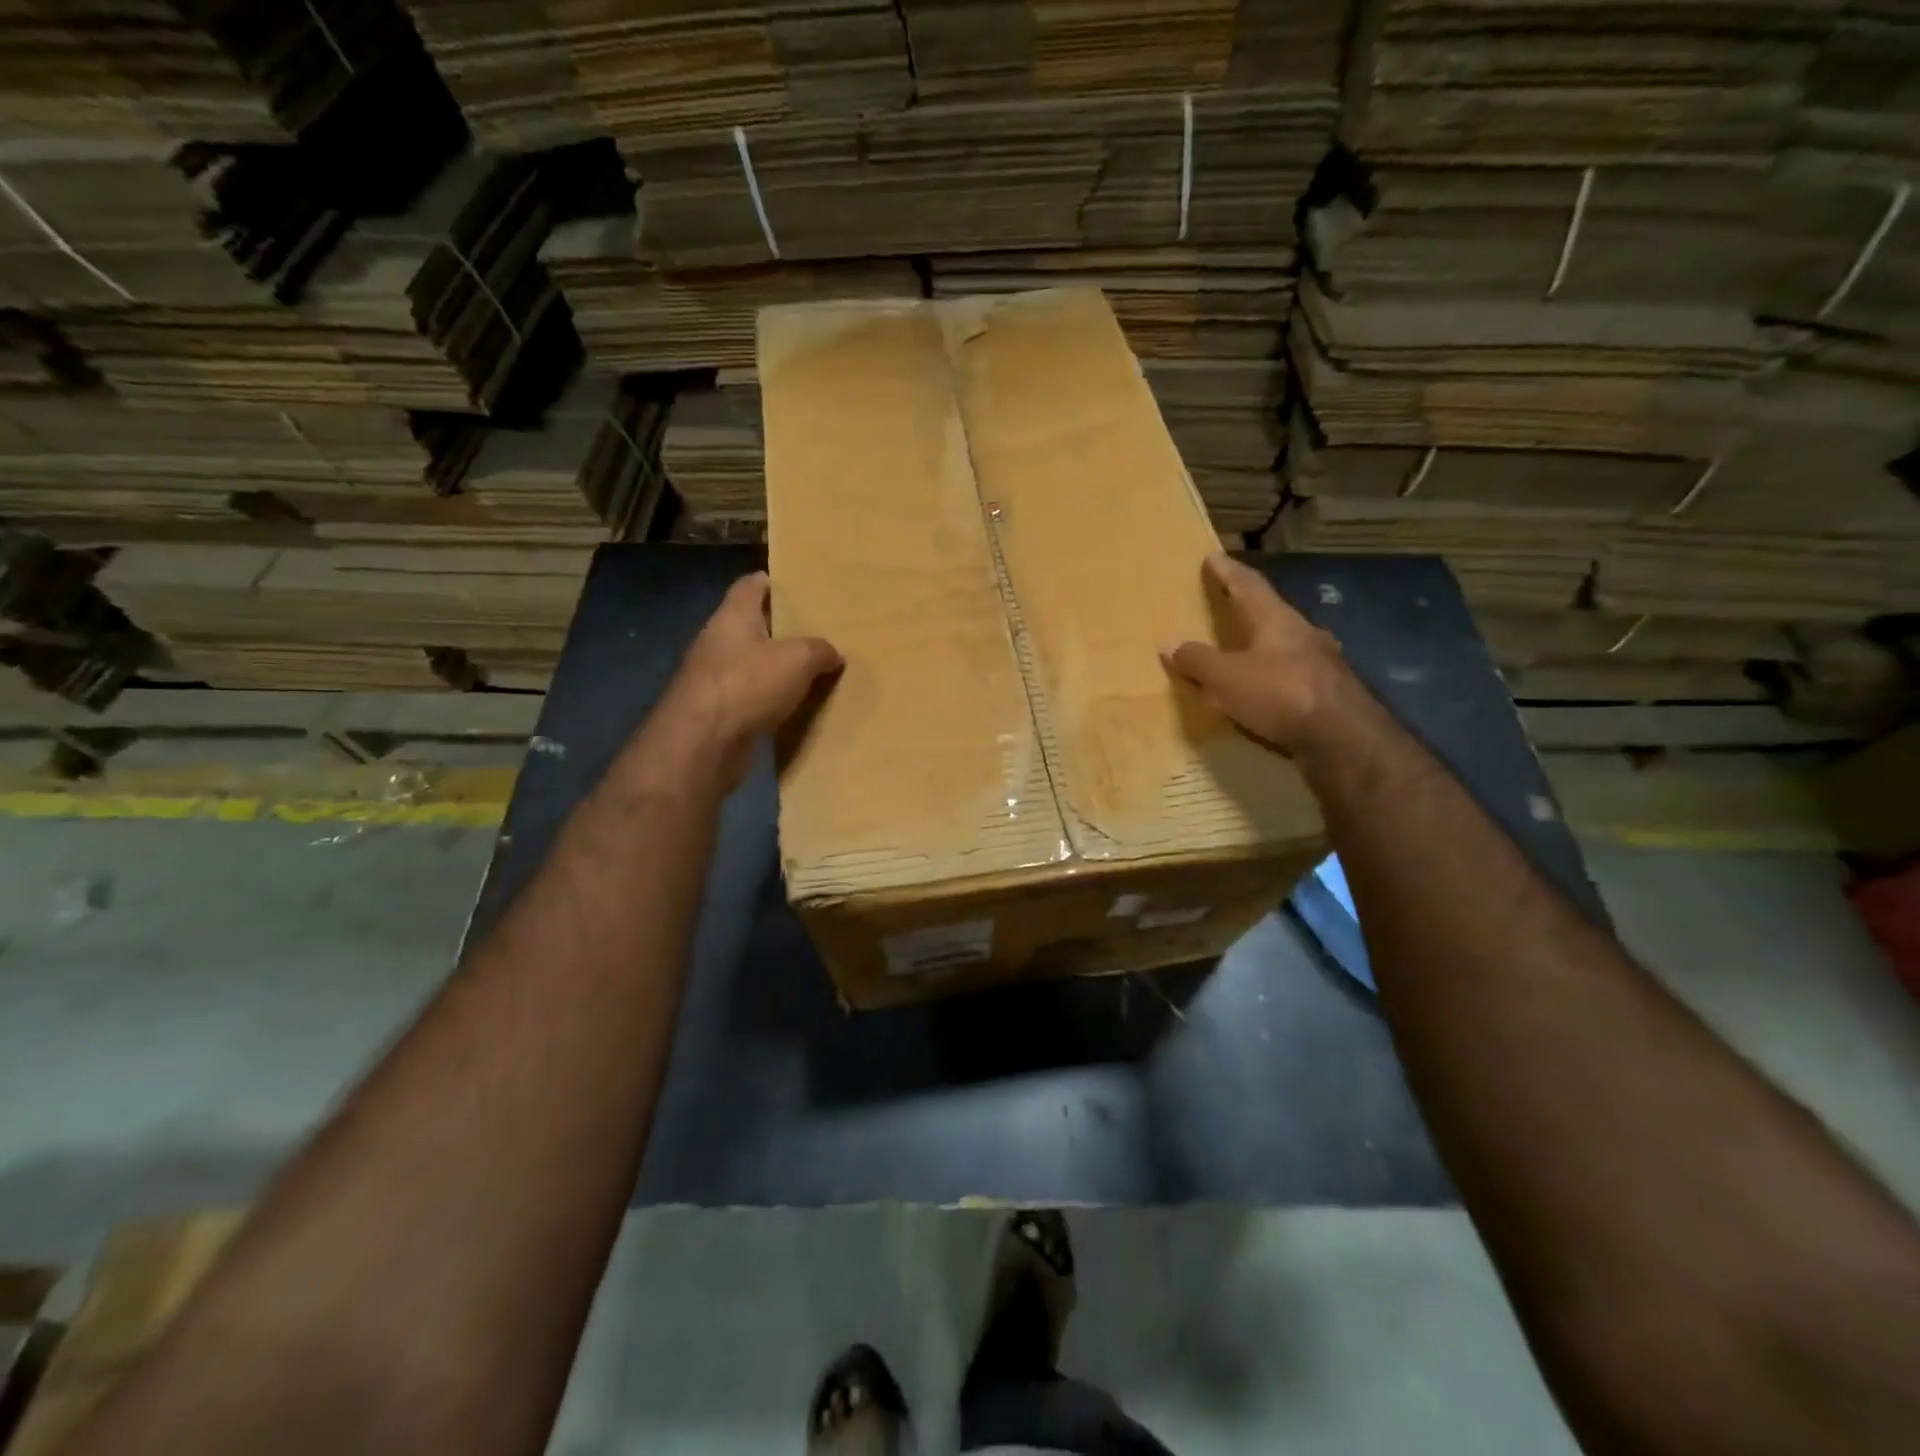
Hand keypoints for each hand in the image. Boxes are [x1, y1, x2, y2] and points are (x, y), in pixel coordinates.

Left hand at [641, 572, 841, 788]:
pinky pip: (750, 697)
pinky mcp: (716, 711)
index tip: (800, 589)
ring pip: (752, 664)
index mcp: (733, 615)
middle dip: (782, 629)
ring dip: (776, 668)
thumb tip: (834, 654)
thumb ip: (820, 650)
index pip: (751, 585)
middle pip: (752, 625)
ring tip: (813, 672)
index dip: (774, 582)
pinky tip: (794, 707)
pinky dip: (770, 700)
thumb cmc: (748, 684)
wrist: (702, 744)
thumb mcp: (798, 659)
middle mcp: (718, 641)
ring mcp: (713, 678)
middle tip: (818, 633)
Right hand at [1161, 553, 1356, 758]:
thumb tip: (1169, 643)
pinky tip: (1269, 690)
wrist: (1343, 739)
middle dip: (1251, 609)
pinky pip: (1295, 677)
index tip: (1214, 556)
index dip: (1228, 571)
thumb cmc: (1280, 694)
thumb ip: (1197, 660)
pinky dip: (1276, 678)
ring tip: (1247, 651)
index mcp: (1278, 620)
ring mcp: (1323, 664)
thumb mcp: (1226, 677)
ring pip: (1288, 646)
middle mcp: (1305, 634)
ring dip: (1266, 646)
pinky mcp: (1331, 694)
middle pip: (1273, 614)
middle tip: (1231, 605)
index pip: (1249, 586)